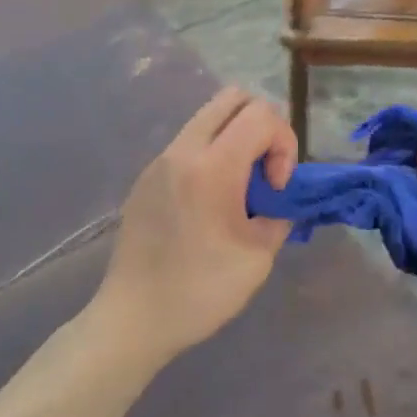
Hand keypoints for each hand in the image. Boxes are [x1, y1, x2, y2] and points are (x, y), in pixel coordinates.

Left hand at [89, 88, 297, 367]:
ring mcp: (159, 160)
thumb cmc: (200, 291)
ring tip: (238, 187)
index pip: (261, 115)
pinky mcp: (146, 176)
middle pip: (233, 98)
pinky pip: (188, 142)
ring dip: (235, 137)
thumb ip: (278, 213)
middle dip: (262, 125)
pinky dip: (211, 153)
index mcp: (212, 167)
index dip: (283, 143)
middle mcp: (183, 151)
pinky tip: (209, 202)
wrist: (133, 318)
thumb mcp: (259, 257)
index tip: (275, 187)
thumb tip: (278, 197)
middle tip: (264, 170)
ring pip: (208, 116)